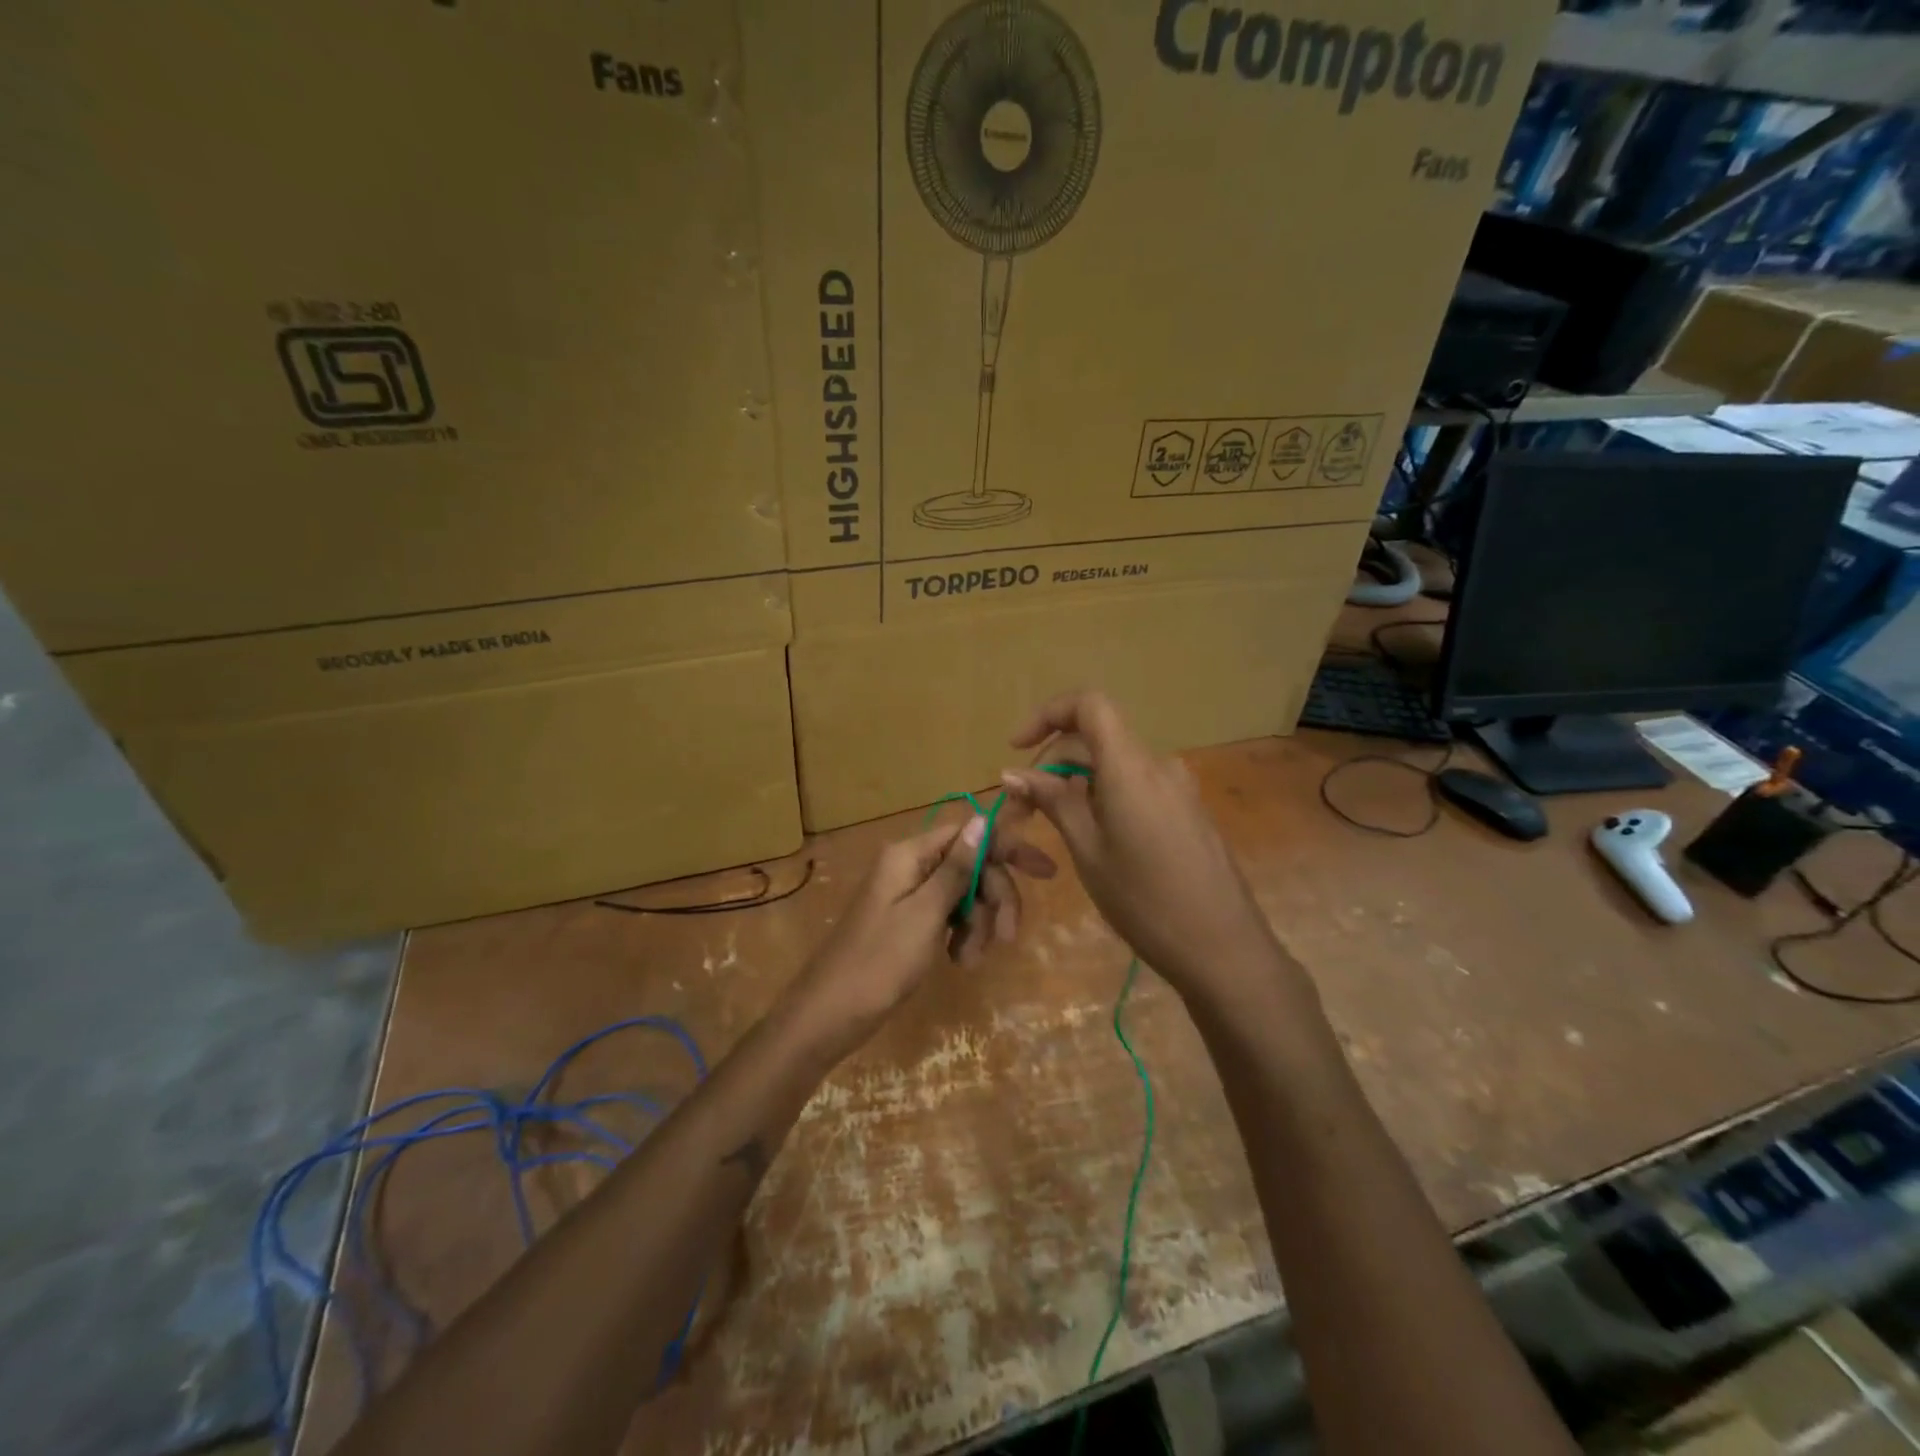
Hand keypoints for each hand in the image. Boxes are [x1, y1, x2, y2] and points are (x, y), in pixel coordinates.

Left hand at [789, 814, 1056, 1055]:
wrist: (829, 1014)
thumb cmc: (879, 962)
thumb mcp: (925, 913)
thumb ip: (956, 868)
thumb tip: (983, 819)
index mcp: (909, 854)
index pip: (970, 833)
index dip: (1007, 848)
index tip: (1045, 873)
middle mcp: (910, 865)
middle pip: (971, 865)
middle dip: (993, 898)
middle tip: (1006, 936)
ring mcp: (909, 894)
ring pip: (964, 893)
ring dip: (978, 924)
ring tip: (969, 960)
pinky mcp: (909, 920)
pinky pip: (948, 915)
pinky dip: (961, 934)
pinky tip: (959, 960)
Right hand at [1000, 691, 1284, 1000]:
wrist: (1223, 948)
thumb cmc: (1145, 901)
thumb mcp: (1088, 850)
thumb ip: (1053, 802)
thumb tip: (1013, 773)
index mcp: (1131, 766)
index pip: (1089, 704)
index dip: (1048, 714)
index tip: (1017, 749)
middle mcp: (1158, 765)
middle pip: (1097, 738)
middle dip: (1052, 763)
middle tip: (1022, 810)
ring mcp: (1179, 788)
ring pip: (1115, 765)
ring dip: (1077, 783)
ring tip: (1052, 827)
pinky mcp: (1188, 810)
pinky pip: (1137, 785)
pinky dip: (1104, 796)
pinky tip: (1093, 837)